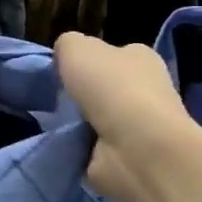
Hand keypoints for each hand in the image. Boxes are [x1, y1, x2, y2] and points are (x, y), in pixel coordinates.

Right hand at [54, 32, 196, 201]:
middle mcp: (146, 89)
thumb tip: (64, 57)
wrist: (136, 149)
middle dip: (83, 94)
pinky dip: (80, 148)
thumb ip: (67, 45)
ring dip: (79, 123)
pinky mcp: (128, 156)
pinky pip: (94, 147)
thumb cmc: (110, 88)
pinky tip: (65, 145)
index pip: (112, 54)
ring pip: (98, 118)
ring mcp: (139, 126)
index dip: (88, 60)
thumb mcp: (75, 47)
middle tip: (56, 99)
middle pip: (105, 87)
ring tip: (55, 123)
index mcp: (140, 57)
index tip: (64, 71)